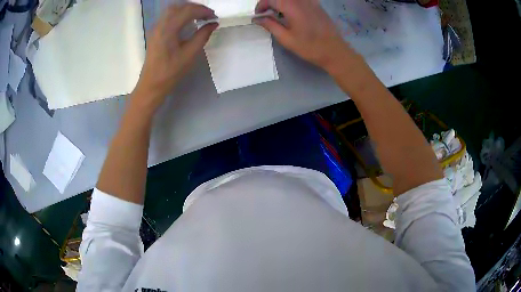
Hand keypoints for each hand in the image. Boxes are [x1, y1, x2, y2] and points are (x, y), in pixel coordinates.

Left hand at [134, 3, 217, 108]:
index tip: (214, 17)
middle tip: (208, 15)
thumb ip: (202, 36)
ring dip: (187, 9)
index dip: (203, 11)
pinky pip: (168, 16)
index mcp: (168, 29)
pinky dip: (179, 14)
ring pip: (172, 9)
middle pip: (179, 6)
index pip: (188, 11)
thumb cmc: (170, 72)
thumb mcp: (190, 54)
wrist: (152, 84)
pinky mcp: (155, 32)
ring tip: (199, 16)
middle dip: (195, 7)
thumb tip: (213, 24)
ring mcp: (156, 28)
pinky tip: (187, 21)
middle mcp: (160, 24)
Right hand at [254, 0, 356, 73]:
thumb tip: (257, 18)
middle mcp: (301, 0)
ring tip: (278, 14)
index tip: (258, 15)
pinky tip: (292, 13)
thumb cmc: (309, 47)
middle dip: (270, 3)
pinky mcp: (317, 5)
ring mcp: (311, 1)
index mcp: (291, 7)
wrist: (334, 51)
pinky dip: (292, 3)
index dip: (261, 5)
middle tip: (266, 14)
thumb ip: (270, 25)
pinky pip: (300, 0)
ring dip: (281, 3)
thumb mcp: (286, 39)